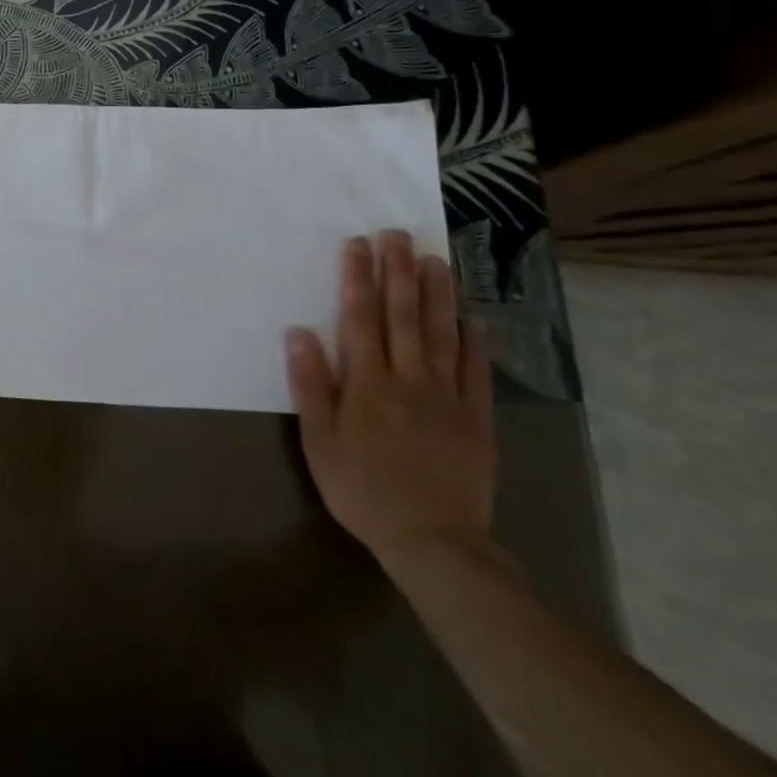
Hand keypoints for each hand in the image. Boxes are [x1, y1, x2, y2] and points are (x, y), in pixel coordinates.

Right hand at [287, 230, 494, 570]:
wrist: (433, 543)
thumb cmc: (362, 490)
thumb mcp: (319, 443)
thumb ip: (311, 386)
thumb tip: (299, 333)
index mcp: (367, 385)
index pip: (360, 319)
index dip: (357, 279)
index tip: (358, 245)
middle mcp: (408, 380)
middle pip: (402, 316)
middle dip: (397, 272)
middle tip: (397, 234)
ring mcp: (447, 398)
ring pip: (441, 334)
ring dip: (436, 294)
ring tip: (434, 258)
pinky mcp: (477, 419)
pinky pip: (476, 372)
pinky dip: (474, 341)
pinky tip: (471, 316)